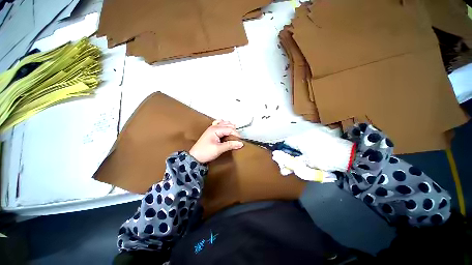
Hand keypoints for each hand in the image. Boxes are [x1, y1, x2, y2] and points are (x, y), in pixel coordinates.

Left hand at [189, 120, 243, 162]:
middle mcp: (214, 127)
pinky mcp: (211, 132)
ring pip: (224, 124)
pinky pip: (219, 125)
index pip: (230, 129)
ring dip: (230, 127)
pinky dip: (224, 125)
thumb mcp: (218, 149)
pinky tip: (226, 128)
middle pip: (228, 125)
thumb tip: (241, 143)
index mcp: (215, 130)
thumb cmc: (205, 152)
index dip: (236, 134)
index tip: (240, 141)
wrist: (194, 157)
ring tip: (234, 134)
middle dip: (234, 131)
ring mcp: (212, 128)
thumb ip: (230, 145)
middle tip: (238, 139)